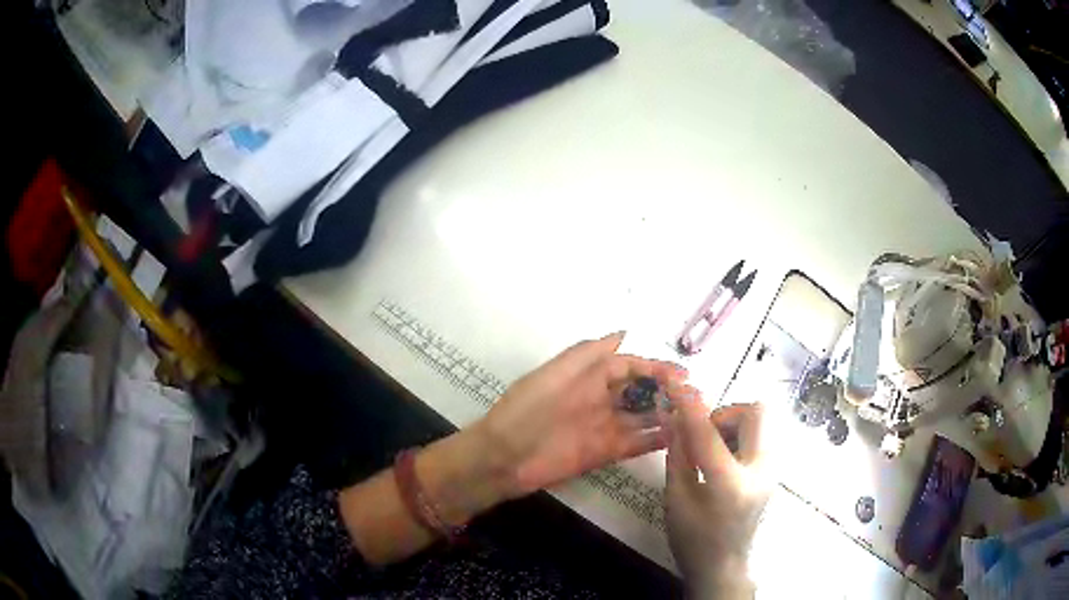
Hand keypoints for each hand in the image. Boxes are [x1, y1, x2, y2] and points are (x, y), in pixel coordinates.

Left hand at [476, 332, 686, 498]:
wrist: (504, 457)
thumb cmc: (528, 408)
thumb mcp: (556, 372)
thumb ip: (590, 352)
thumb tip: (624, 332)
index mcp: (588, 376)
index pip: (630, 366)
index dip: (655, 368)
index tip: (682, 375)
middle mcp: (600, 399)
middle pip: (640, 391)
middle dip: (666, 391)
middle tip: (695, 396)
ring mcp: (603, 427)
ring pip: (642, 417)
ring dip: (666, 415)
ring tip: (694, 415)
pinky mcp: (604, 452)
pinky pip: (636, 443)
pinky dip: (656, 440)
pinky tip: (678, 436)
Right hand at [664, 396, 769, 598]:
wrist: (724, 566)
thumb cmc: (693, 540)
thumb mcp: (676, 500)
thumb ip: (677, 455)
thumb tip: (673, 418)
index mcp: (731, 485)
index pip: (709, 434)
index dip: (690, 408)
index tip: (677, 387)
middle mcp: (761, 471)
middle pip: (756, 413)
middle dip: (725, 413)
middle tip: (704, 435)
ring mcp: (773, 471)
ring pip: (761, 421)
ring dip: (733, 424)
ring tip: (712, 451)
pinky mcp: (774, 471)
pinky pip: (761, 436)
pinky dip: (740, 436)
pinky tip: (723, 460)